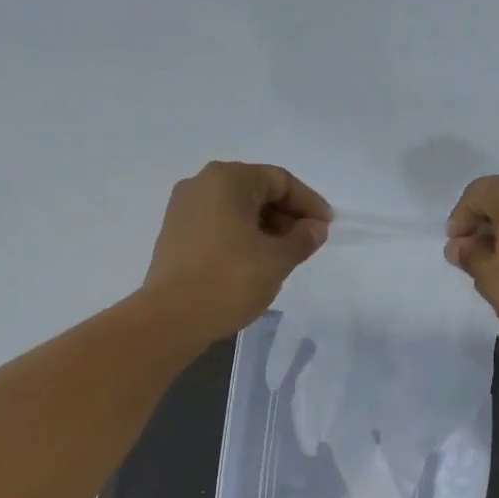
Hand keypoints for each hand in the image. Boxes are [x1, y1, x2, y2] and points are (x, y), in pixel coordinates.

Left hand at [143, 161, 331, 340]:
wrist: (172, 318)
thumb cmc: (230, 280)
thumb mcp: (277, 260)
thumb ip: (302, 238)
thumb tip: (315, 227)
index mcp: (228, 179)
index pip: (280, 181)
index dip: (308, 203)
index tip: (326, 227)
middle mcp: (201, 183)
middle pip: (256, 191)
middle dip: (286, 215)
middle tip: (307, 243)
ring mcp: (183, 209)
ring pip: (236, 209)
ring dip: (265, 227)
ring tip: (284, 256)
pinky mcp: (175, 234)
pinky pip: (218, 225)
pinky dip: (241, 236)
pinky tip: (254, 262)